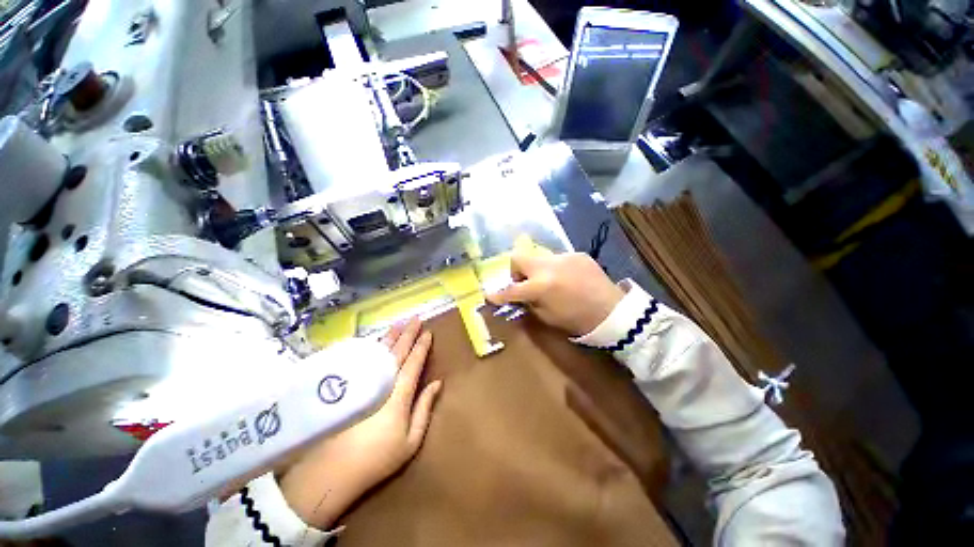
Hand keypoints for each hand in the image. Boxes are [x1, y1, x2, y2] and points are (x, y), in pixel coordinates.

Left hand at [279, 318, 442, 529]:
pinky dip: (370, 348)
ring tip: (398, 324)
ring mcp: (361, 383)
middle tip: (416, 319)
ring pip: (378, 353)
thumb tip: (437, 383)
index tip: (428, 332)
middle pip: (397, 353)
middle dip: (408, 334)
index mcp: (399, 394)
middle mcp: (381, 382)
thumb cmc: (377, 458)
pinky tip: (375, 342)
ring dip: (390, 336)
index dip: (421, 347)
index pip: (413, 363)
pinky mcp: (347, 387)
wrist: (332, 473)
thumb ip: (424, 408)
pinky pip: (361, 361)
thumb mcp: (410, 440)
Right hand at [488, 251, 624, 335]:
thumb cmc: (577, 320)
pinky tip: (567, 279)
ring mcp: (564, 257)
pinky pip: (558, 259)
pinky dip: (555, 269)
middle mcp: (549, 266)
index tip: (490, 295)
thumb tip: (517, 296)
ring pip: (538, 257)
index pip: (511, 289)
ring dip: (536, 269)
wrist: (613, 312)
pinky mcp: (577, 254)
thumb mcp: (547, 317)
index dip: (498, 294)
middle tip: (523, 282)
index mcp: (541, 286)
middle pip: (518, 257)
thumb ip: (528, 303)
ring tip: (549, 281)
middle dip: (515, 270)